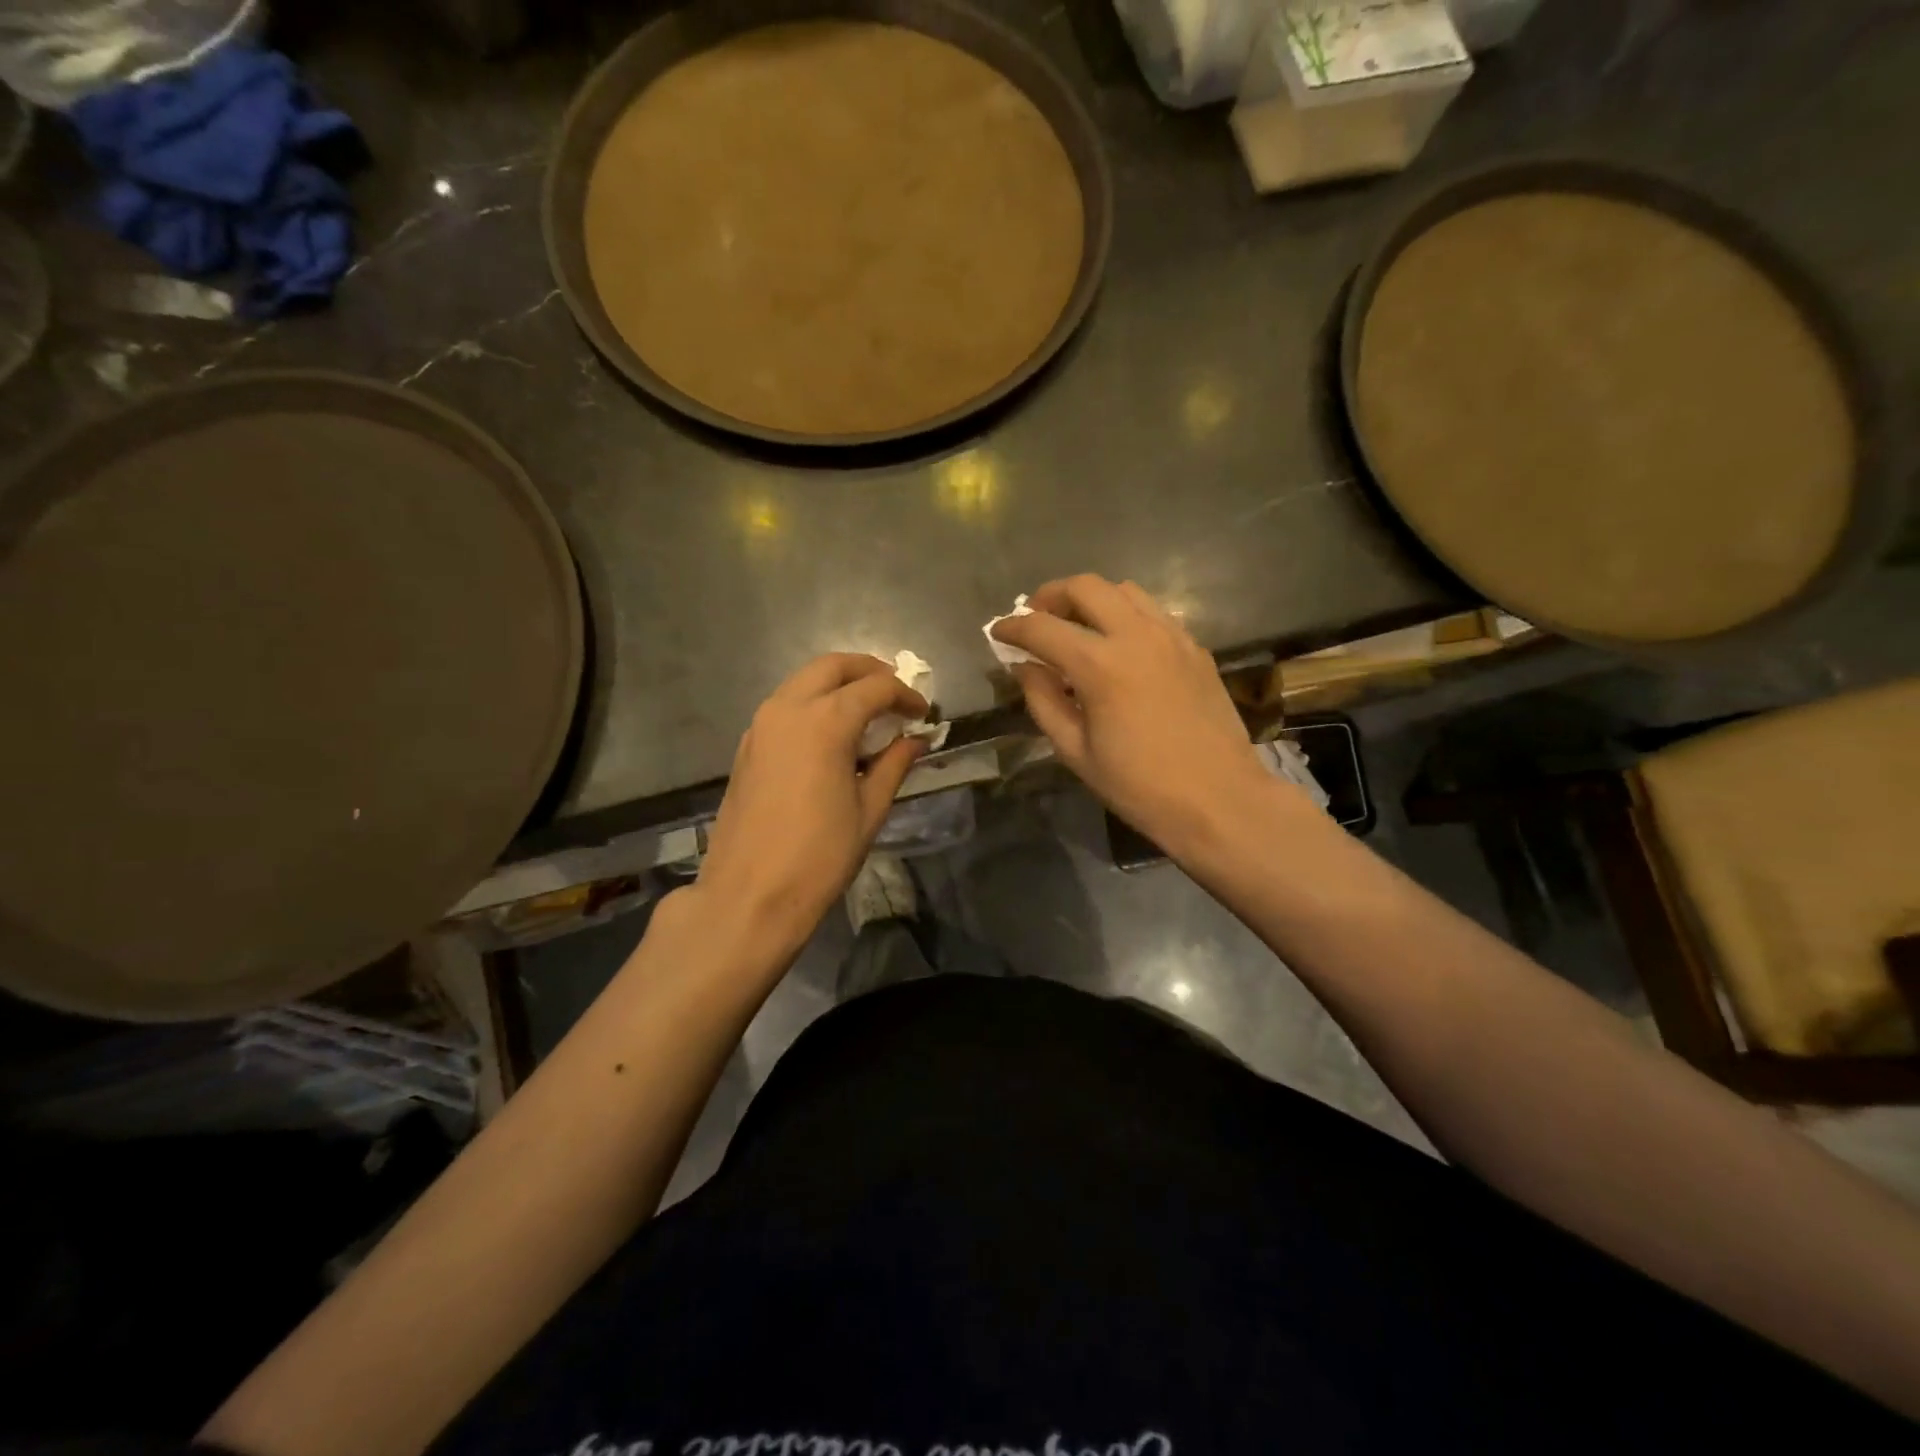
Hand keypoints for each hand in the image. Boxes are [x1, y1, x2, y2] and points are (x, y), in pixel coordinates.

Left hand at [695, 653, 928, 948]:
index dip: (905, 695)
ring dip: (838, 684)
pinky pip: (786, 705)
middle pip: (833, 666)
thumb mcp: (869, 810)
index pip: (875, 688)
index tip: (924, 713)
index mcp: (824, 722)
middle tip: (895, 694)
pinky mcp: (747, 745)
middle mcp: (788, 709)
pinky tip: (832, 735)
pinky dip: (814, 704)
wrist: (750, 895)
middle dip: (869, 671)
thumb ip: (894, 765)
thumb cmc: (819, 856)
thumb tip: (915, 740)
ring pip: (804, 681)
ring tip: (868, 712)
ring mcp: (761, 725)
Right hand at [991, 574, 1276, 854]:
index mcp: (1101, 665)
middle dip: (1050, 596)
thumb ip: (1043, 700)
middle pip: (1085, 586)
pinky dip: (1125, 615)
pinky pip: (1153, 612)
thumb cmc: (1139, 786)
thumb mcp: (1075, 751)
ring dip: (1091, 599)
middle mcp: (1137, 635)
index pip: (1042, 628)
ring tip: (1076, 627)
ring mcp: (1172, 636)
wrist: (1219, 800)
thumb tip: (1024, 666)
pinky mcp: (1195, 647)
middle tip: (1035, 619)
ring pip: (1124, 590)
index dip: (1012, 627)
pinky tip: (1119, 646)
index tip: (997, 632)